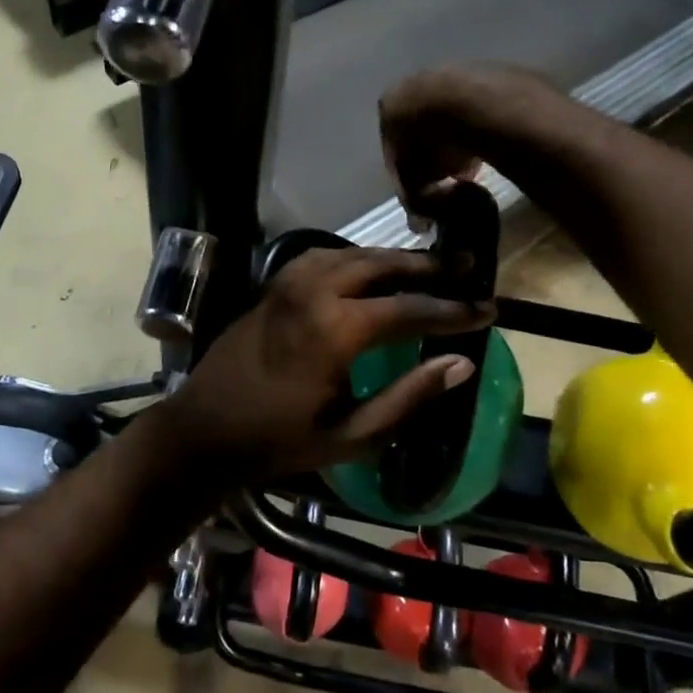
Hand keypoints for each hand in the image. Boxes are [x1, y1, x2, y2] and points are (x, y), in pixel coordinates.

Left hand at [161, 247, 492, 484]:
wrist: (205, 428)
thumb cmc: (280, 440)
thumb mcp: (353, 433)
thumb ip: (409, 396)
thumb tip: (461, 364)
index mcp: (337, 330)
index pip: (411, 309)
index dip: (453, 310)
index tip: (487, 308)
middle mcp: (316, 291)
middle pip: (384, 265)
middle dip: (429, 265)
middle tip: (466, 263)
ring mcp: (291, 281)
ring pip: (354, 252)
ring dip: (394, 256)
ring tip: (428, 263)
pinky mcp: (276, 283)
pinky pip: (326, 255)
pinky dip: (357, 255)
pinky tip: (372, 266)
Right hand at [378, 62, 556, 206]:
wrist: (474, 102)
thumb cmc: (432, 143)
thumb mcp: (415, 180)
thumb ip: (413, 200)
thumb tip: (420, 222)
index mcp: (390, 105)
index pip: (393, 146)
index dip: (408, 175)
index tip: (424, 192)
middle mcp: (414, 83)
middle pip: (421, 129)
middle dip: (434, 156)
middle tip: (450, 181)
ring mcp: (450, 74)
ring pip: (450, 117)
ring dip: (457, 142)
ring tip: (473, 166)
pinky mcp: (484, 73)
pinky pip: (476, 109)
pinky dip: (478, 127)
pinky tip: (490, 146)